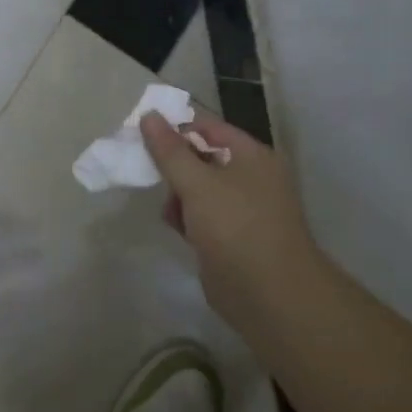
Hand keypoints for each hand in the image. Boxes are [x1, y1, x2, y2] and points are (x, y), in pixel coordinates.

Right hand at [141, 110, 327, 332]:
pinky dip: (188, 219)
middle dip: (175, 166)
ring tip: (171, 212)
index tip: (142, 132)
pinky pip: (203, 216)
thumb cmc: (236, 227)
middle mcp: (251, 177)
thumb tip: (149, 116)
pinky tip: (179, 230)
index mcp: (252, 155)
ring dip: (179, 196)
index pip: (209, 126)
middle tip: (148, 172)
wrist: (269, 294)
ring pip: (200, 189)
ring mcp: (244, 209)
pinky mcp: (233, 237)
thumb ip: (170, 151)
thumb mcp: (197, 183)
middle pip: (203, 157)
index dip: (176, 126)